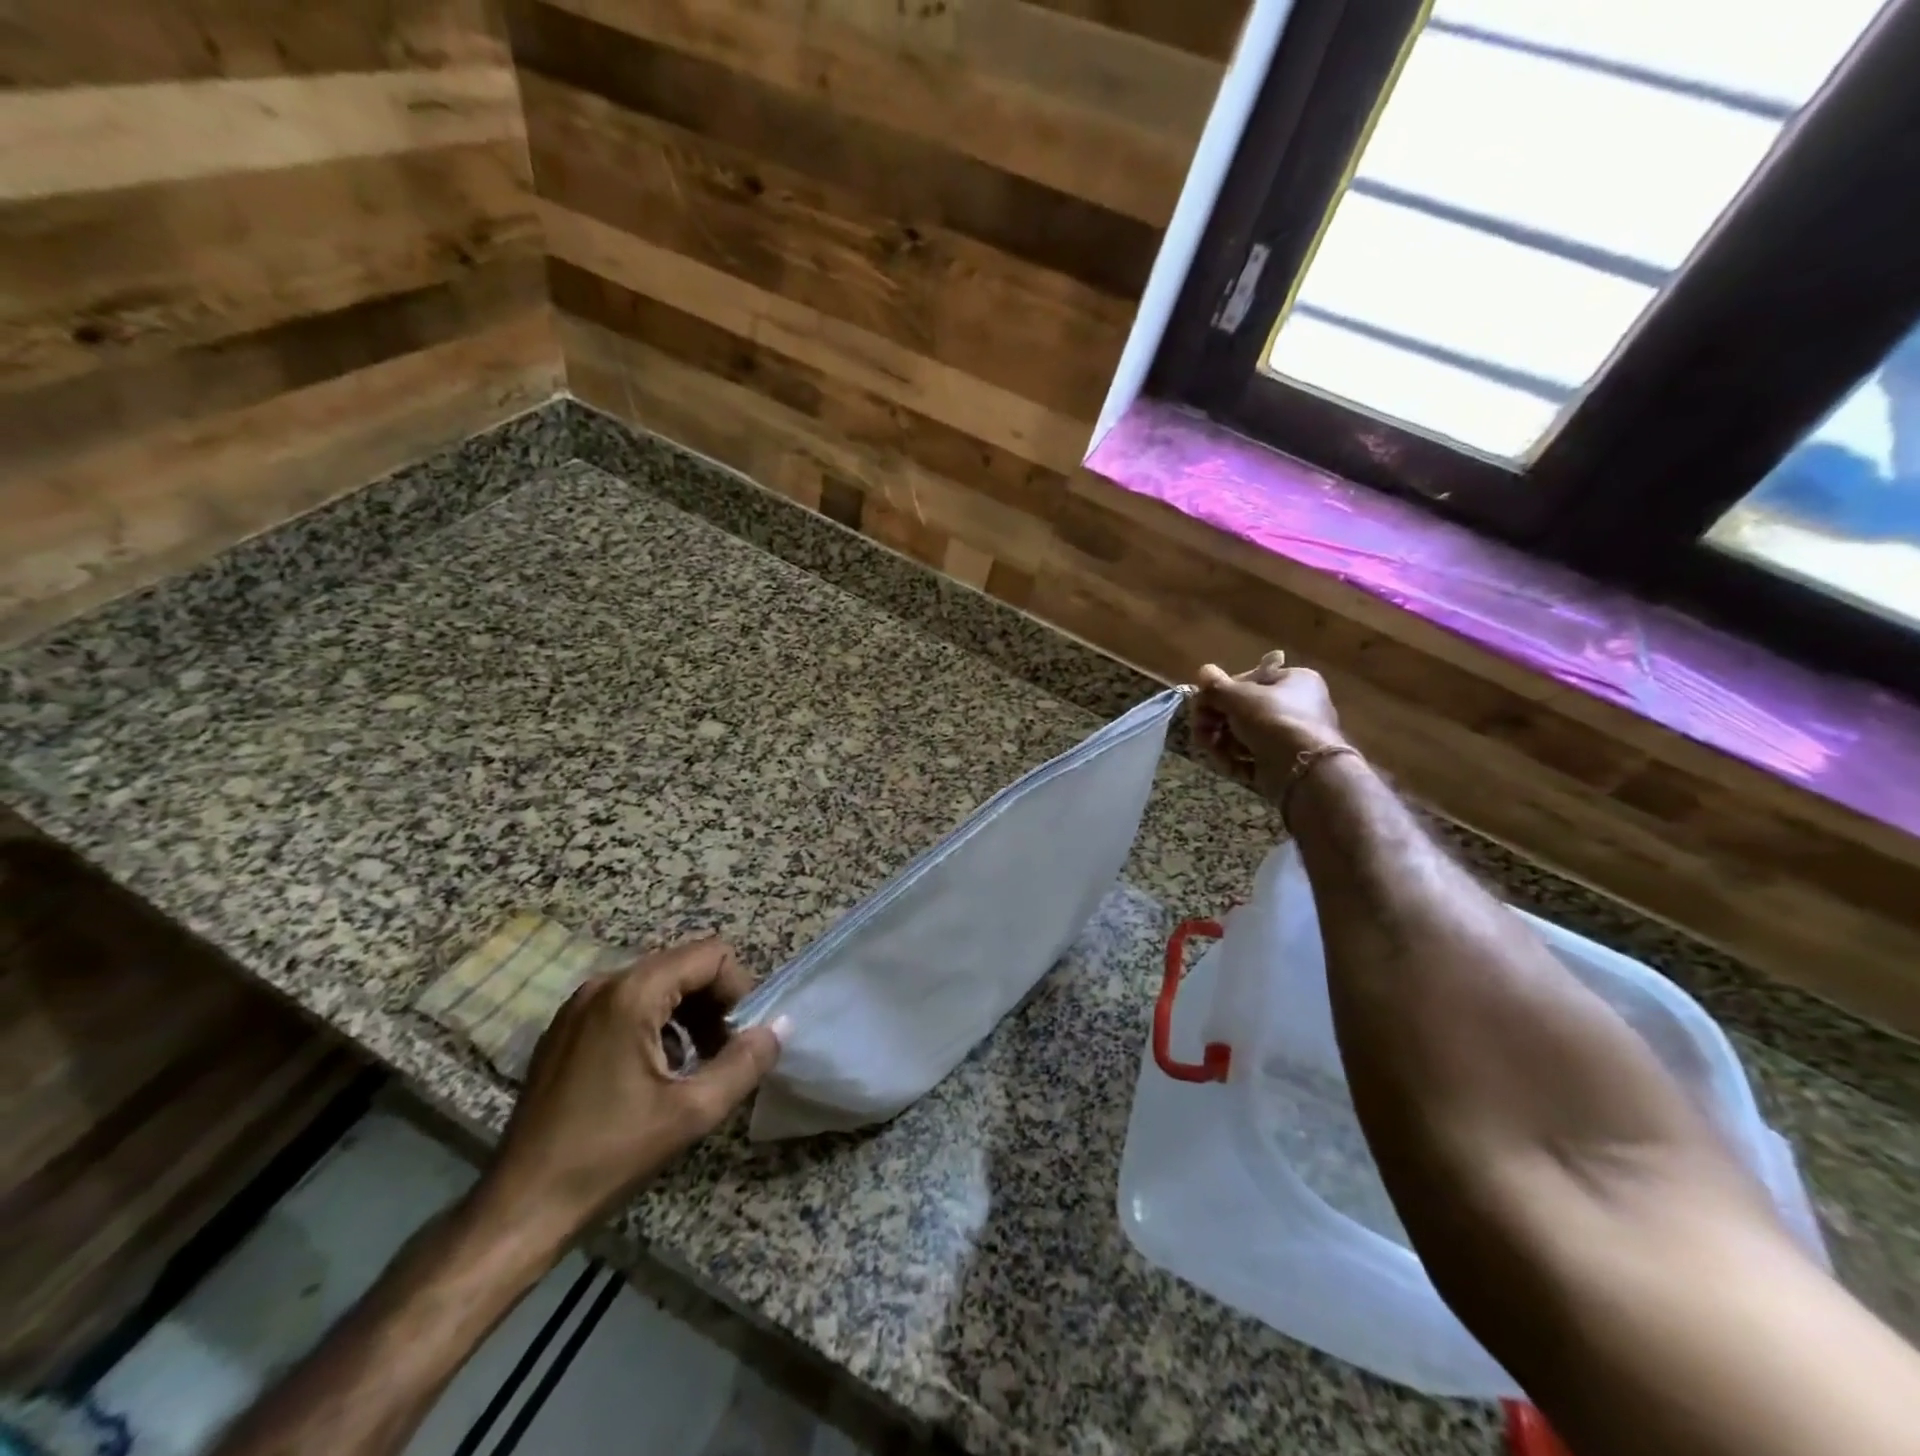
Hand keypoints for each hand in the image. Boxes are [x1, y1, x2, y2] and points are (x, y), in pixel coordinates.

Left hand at [467, 940, 782, 1254]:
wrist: (519, 1209)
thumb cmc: (609, 1155)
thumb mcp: (692, 1113)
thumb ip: (744, 1063)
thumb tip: (777, 1029)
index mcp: (632, 994)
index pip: (710, 954)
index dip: (739, 988)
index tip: (742, 1036)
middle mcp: (603, 984)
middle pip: (683, 965)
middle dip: (715, 1003)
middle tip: (724, 1053)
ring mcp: (579, 1006)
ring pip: (657, 984)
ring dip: (688, 1014)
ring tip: (695, 1065)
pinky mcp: (566, 1030)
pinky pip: (628, 1004)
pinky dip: (657, 1024)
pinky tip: (657, 1073)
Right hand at [1195, 651, 1346, 801]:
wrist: (1304, 771)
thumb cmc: (1273, 721)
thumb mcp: (1238, 697)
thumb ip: (1216, 686)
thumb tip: (1203, 671)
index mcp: (1294, 680)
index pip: (1249, 680)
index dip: (1222, 692)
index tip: (1202, 704)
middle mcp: (1296, 705)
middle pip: (1243, 710)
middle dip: (1216, 721)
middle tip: (1200, 730)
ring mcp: (1290, 736)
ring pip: (1244, 735)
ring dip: (1221, 742)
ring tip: (1211, 750)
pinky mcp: (1283, 763)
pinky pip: (1252, 757)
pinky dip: (1236, 761)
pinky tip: (1227, 765)